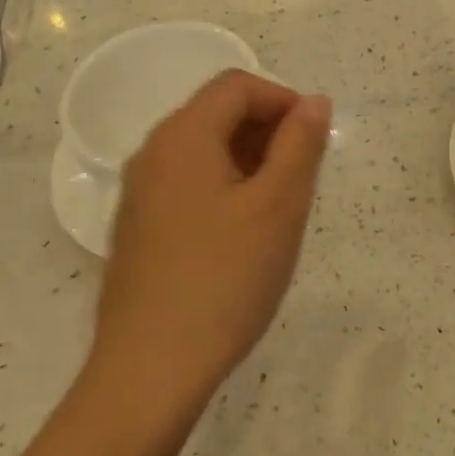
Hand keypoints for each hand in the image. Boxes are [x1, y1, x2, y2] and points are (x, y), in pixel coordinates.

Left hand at [91, 70, 331, 418]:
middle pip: (217, 114)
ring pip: (204, 152)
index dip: (284, 100)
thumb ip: (300, 144)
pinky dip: (224, 189)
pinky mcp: (139, 229)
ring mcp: (139, 194)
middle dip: (268, 132)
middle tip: (303, 179)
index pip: (238, 86)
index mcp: (182, 136)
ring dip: (249, 162)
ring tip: (279, 210)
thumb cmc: (224, 279)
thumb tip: (314, 101)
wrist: (150, 369)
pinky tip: (244, 236)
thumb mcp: (278, 206)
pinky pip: (188, 185)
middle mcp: (152, 153)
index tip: (315, 141)